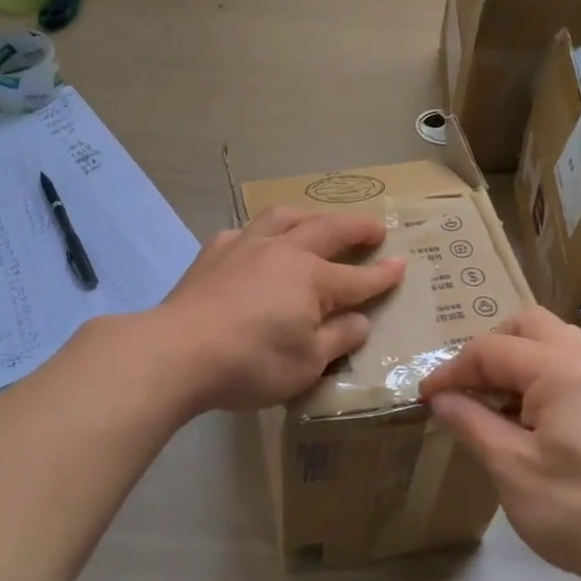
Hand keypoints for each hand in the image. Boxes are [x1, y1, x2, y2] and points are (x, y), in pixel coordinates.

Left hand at [151, 207, 405, 413]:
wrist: (178, 352)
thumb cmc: (251, 363)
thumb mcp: (307, 364)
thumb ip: (338, 339)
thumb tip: (360, 321)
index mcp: (312, 279)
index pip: (358, 277)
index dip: (383, 274)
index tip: (403, 265)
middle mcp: (283, 251)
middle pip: (328, 230)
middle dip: (356, 228)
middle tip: (375, 228)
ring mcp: (245, 246)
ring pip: (283, 217)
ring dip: (308, 216)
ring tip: (317, 221)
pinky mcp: (213, 254)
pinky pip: (244, 232)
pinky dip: (260, 234)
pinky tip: (256, 244)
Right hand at [419, 307, 580, 580]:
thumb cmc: (578, 511)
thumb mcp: (510, 467)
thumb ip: (471, 422)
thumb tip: (440, 398)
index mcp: (562, 370)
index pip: (492, 350)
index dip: (452, 371)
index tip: (425, 398)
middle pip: (528, 325)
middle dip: (489, 350)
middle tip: (467, 389)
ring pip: (554, 341)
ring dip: (517, 361)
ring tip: (495, 403)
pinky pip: (572, 366)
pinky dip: (541, 376)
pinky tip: (529, 420)